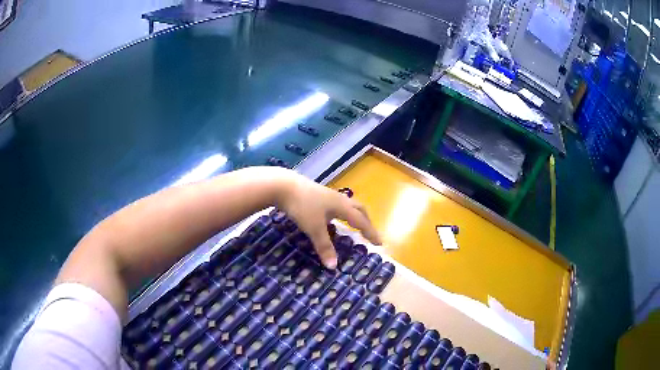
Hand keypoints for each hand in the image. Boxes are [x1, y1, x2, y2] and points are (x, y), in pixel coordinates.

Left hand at [278, 173, 380, 268]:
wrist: (283, 185)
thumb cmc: (302, 206)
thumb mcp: (314, 228)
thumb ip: (324, 247)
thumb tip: (334, 267)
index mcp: (342, 206)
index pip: (362, 221)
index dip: (371, 232)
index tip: (379, 243)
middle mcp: (338, 199)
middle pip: (358, 209)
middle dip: (366, 221)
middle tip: (369, 232)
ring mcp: (327, 195)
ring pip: (347, 205)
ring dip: (354, 216)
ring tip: (353, 226)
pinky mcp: (317, 194)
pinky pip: (335, 205)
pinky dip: (340, 214)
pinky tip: (330, 220)